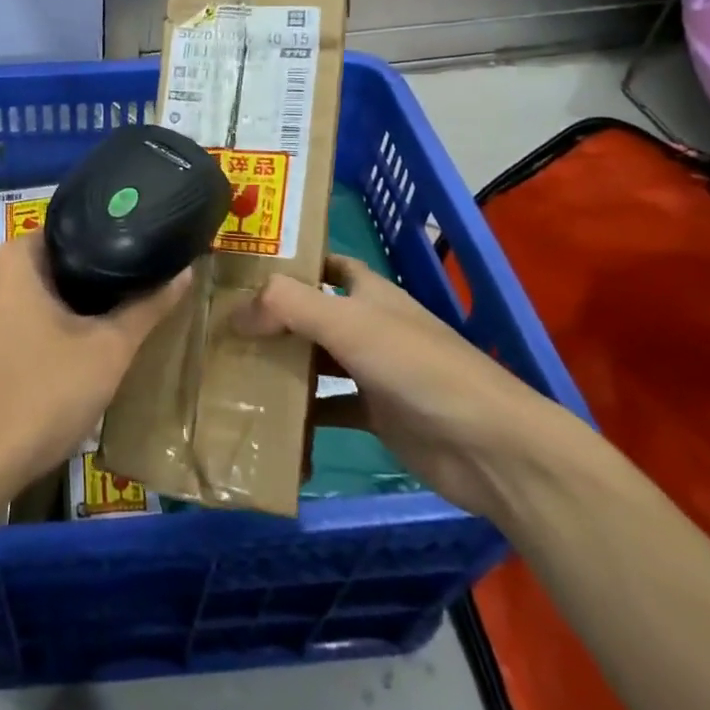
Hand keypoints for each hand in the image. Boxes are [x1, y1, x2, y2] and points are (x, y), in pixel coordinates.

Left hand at [0, 232, 191, 508]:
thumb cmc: (38, 396)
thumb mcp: (106, 352)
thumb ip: (147, 308)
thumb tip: (185, 271)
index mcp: (14, 257)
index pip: (74, 230)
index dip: (114, 244)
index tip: (146, 260)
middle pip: (56, 266)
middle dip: (96, 284)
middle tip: (139, 297)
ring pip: (37, 299)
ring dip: (72, 313)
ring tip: (115, 327)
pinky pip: (17, 324)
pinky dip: (47, 334)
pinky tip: (73, 360)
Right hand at [236, 255, 578, 520]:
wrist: (488, 447)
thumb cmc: (418, 368)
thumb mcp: (349, 323)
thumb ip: (289, 306)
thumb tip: (236, 311)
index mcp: (370, 293)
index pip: (327, 264)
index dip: (291, 262)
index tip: (244, 270)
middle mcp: (370, 326)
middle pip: (313, 313)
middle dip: (274, 317)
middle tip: (222, 323)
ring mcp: (373, 372)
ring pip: (316, 361)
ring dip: (282, 363)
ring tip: (231, 366)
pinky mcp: (376, 415)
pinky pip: (328, 408)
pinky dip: (302, 414)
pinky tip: (268, 419)